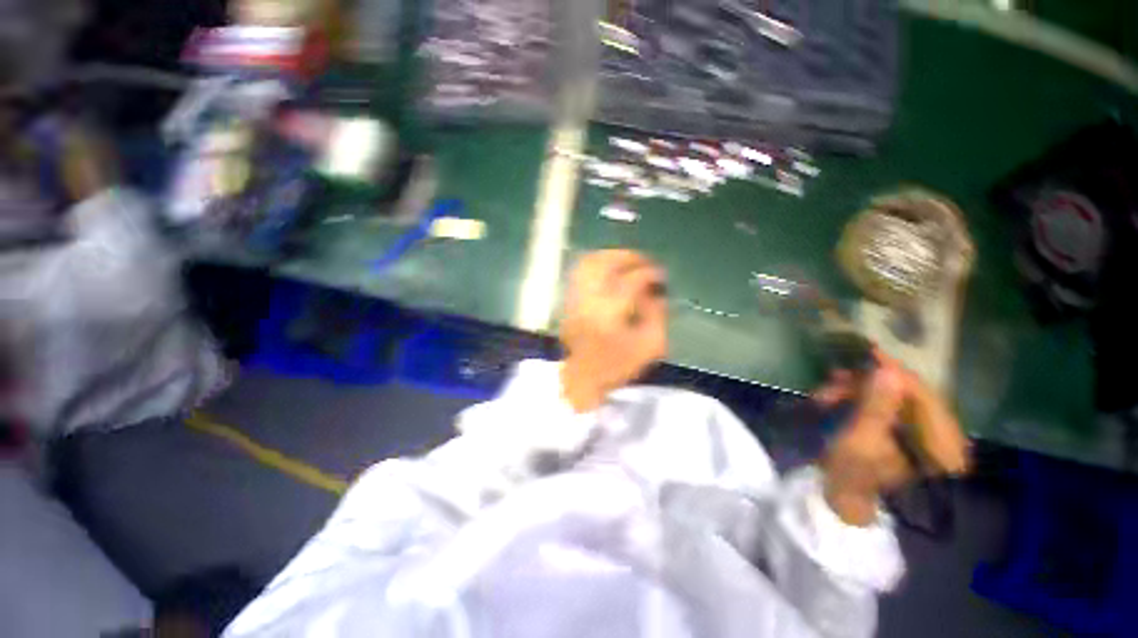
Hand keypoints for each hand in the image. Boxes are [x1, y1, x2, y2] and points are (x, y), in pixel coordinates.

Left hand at [559, 250, 668, 412]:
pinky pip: (579, 272)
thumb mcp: (650, 346)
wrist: (581, 379)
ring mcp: (575, 298)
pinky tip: (608, 269)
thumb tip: (655, 293)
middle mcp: (589, 299)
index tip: (661, 277)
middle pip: (607, 263)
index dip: (650, 273)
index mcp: (611, 311)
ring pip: (589, 263)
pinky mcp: (568, 301)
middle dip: (629, 257)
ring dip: (611, 257)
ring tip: (627, 261)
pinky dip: (596, 265)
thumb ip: (657, 315)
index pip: (632, 280)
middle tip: (645, 262)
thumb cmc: (616, 366)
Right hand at [815, 350, 970, 525]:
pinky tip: (841, 404)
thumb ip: (875, 405)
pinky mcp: (906, 442)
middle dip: (866, 383)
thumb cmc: (861, 479)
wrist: (858, 515)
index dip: (891, 369)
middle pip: (905, 394)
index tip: (864, 353)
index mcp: (939, 438)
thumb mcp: (863, 441)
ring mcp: (922, 439)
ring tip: (827, 395)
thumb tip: (886, 370)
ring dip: (859, 394)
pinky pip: (887, 412)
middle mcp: (938, 434)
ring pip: (893, 402)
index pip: (919, 391)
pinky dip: (863, 404)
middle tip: (833, 379)